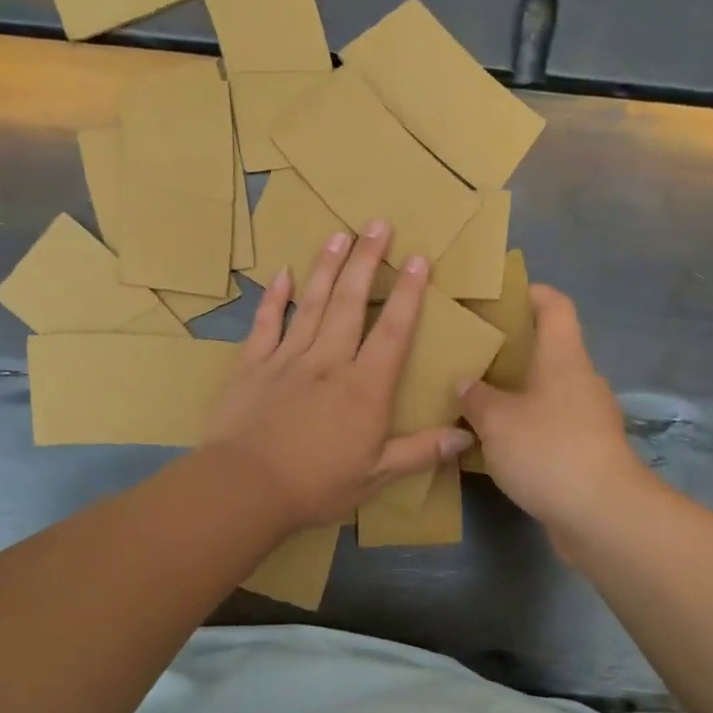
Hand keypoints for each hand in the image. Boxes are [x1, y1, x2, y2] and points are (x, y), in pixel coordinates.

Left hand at [204, 220, 474, 532]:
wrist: (244, 488)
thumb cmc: (315, 485)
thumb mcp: (375, 477)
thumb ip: (420, 452)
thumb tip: (467, 436)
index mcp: (364, 387)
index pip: (392, 331)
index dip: (408, 294)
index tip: (419, 258)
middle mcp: (328, 361)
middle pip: (350, 302)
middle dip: (367, 261)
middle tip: (377, 224)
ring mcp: (286, 358)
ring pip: (311, 303)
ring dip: (326, 266)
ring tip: (339, 234)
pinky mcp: (251, 365)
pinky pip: (265, 323)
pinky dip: (274, 297)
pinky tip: (282, 273)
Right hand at [458, 284, 645, 535]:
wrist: (601, 514)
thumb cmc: (548, 449)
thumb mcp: (497, 420)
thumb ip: (477, 397)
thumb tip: (465, 381)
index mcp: (563, 358)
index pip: (555, 307)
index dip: (533, 293)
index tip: (504, 293)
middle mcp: (580, 381)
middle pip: (549, 350)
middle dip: (513, 349)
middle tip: (472, 352)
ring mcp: (588, 419)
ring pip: (548, 392)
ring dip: (516, 393)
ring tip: (475, 397)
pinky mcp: (586, 452)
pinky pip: (550, 426)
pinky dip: (525, 427)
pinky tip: (494, 442)